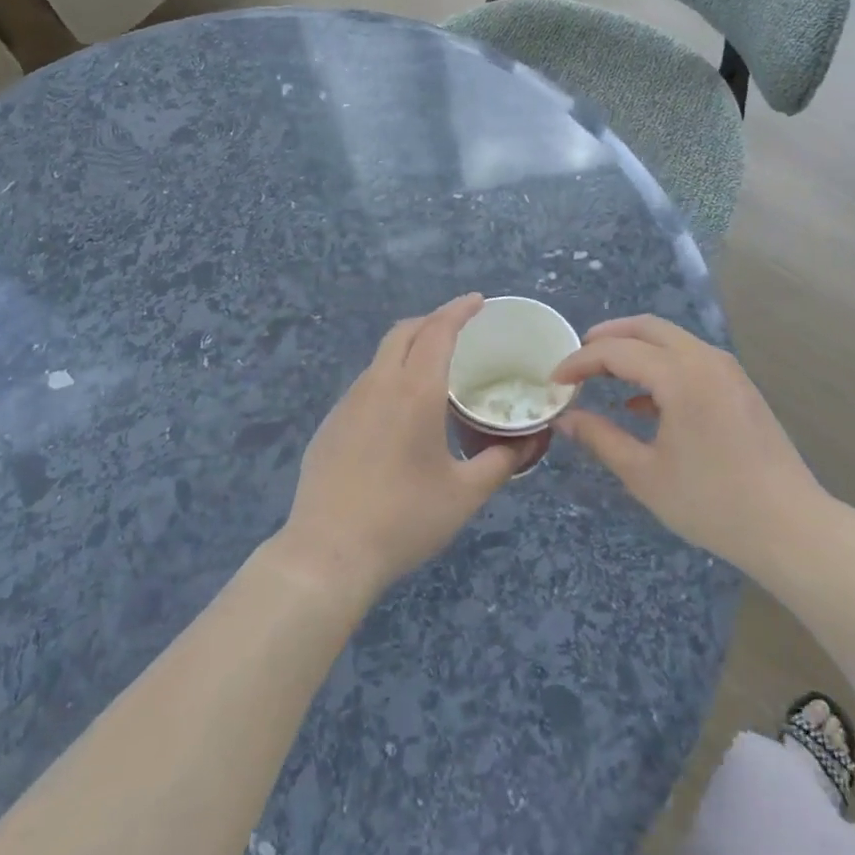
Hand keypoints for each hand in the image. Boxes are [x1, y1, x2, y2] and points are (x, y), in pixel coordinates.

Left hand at [275, 294, 523, 600]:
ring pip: (382, 357)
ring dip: (410, 348)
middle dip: (433, 320)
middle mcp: (378, 385)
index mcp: (415, 392)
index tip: (478, 301)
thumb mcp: (465, 494)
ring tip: (435, 368)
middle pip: (404, 332)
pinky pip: (366, 384)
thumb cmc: (404, 519)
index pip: (438, 332)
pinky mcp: (331, 424)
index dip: (459, 310)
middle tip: (460, 328)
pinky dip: (390, 376)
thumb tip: (526, 444)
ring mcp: (348, 403)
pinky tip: (400, 411)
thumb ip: (500, 462)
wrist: (328, 553)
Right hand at [552, 315, 826, 571]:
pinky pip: (690, 359)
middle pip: (647, 328)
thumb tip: (566, 418)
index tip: (554, 381)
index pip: (617, 351)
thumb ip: (601, 438)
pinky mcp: (739, 387)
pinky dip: (660, 366)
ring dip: (634, 349)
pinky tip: (642, 404)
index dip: (579, 362)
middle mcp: (705, 359)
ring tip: (603, 376)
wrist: (791, 528)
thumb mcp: (645, 474)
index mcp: (680, 376)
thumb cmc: (713, 503)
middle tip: (576, 360)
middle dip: (607, 338)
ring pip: (671, 340)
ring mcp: (727, 370)